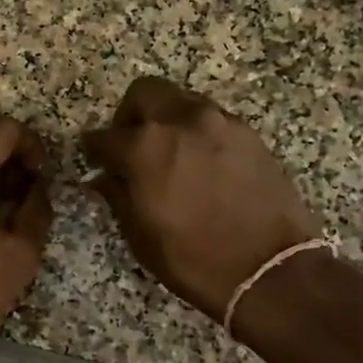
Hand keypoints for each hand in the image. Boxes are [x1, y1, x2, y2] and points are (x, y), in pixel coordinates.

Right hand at [81, 77, 321, 322]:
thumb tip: (104, 178)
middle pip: (144, 93)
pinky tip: (201, 162)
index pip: (104, 136)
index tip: (94, 160)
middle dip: (130, 114)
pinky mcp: (249, 134)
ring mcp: (219, 122)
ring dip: (167, 119)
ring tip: (169, 152)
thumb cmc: (193, 258)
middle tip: (130, 143)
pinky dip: (197, 132)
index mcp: (145, 147)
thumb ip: (118, 196)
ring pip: (181, 100)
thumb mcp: (140, 235)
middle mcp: (181, 121)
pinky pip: (212, 119)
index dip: (93, 150)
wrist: (269, 269)